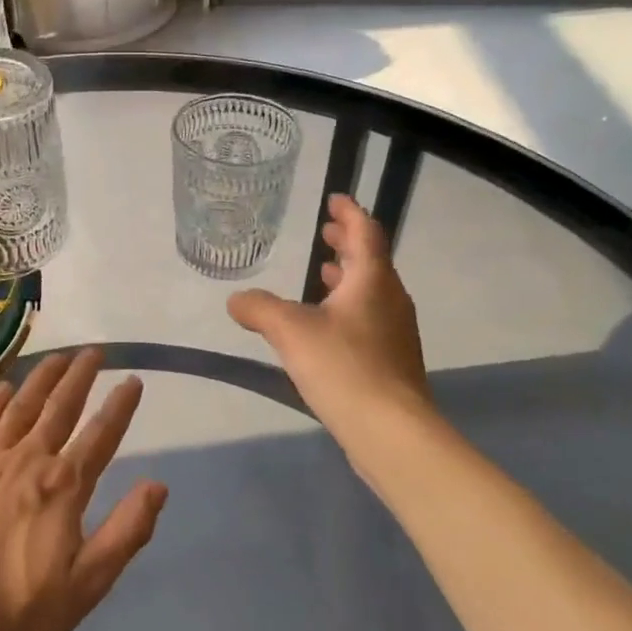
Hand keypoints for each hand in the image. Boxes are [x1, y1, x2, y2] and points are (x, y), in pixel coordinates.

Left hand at [0, 349, 166, 630]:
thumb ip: (125, 532)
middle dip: (80, 377)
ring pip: (21, 407)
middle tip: (93, 351)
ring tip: (57, 357)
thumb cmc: (15, 612)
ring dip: (42, 379)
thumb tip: (158, 486)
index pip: (100, 436)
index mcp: (63, 487)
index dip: (120, 407)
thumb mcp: (86, 585)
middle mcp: (28, 461)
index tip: (133, 380)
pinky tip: (3, 388)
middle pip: (60, 409)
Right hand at [228, 194, 428, 438]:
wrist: (392, 432)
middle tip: (326, 232)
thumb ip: (260, 309)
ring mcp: (396, 333)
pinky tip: (327, 327)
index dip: (349, 212)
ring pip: (371, 292)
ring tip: (323, 274)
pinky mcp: (393, 362)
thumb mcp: (291, 331)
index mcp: (372, 280)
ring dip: (348, 278)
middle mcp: (391, 300)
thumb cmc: (344, 367)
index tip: (334, 199)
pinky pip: (370, 319)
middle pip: (371, 260)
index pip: (365, 231)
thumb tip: (235, 299)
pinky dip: (349, 308)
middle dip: (347, 244)